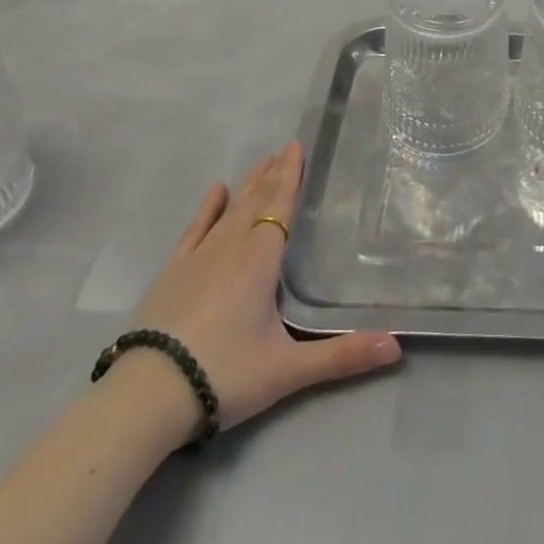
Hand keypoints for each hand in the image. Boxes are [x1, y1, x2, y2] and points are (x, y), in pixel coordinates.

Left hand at [119, 143, 401, 450]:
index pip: (281, 206)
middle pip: (257, 200)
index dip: (291, 176)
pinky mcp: (172, 272)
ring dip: (249, 184)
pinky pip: (195, 229)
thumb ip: (342, 356)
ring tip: (262, 161)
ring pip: (230, 209)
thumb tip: (396, 346)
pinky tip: (217, 190)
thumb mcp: (288, 371)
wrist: (146, 398)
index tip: (298, 146)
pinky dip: (208, 208)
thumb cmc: (224, 375)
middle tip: (286, 148)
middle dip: (273, 174)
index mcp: (261, 259)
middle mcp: (232, 246)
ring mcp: (198, 257)